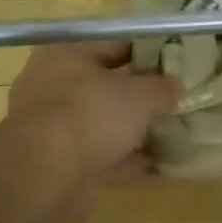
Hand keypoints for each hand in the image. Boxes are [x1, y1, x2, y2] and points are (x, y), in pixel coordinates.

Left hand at [4, 40, 183, 222]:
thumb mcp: (140, 95)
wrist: (45, 178)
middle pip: (107, 85)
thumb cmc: (91, 115)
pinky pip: (100, 155)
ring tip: (173, 134)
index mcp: (66, 54)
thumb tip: (176, 86)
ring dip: (134, 131)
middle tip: (176, 100)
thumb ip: (162, 88)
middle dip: (141, 95)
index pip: (114, 44)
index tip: (176, 65)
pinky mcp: (58, 163)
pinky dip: (126, 160)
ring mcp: (53, 127)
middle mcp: (53, 85)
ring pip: (103, 123)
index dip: (148, 53)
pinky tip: (159, 168)